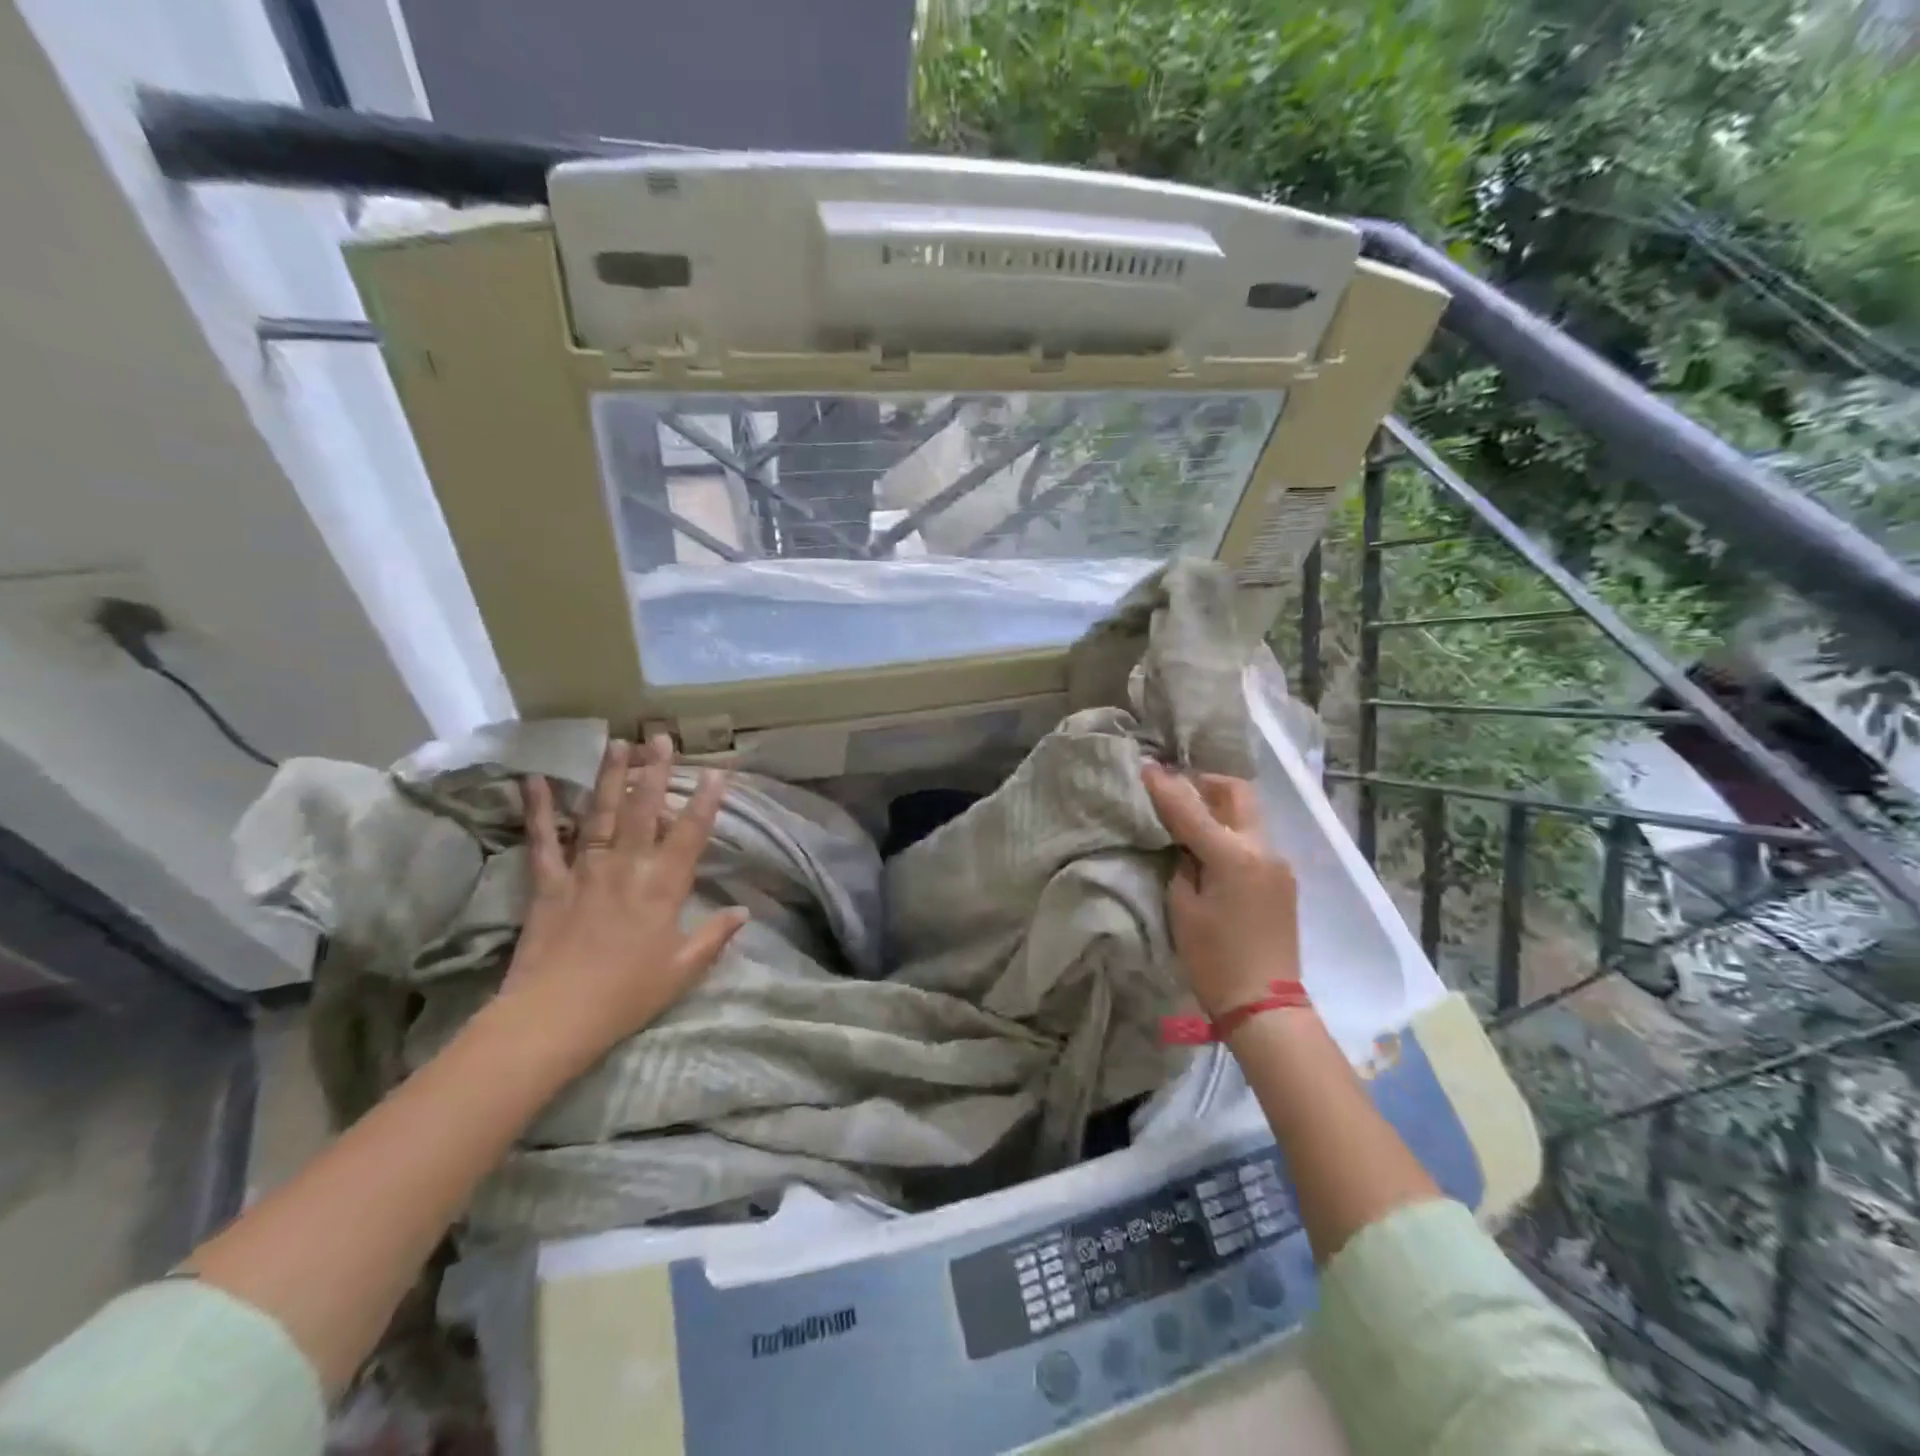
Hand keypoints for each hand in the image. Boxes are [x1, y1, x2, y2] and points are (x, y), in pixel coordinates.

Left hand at [497, 735, 747, 1072]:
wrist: (554, 1017)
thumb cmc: (627, 995)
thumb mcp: (683, 970)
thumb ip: (715, 936)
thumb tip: (743, 912)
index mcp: (663, 887)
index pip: (690, 834)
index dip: (706, 801)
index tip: (718, 770)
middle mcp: (627, 867)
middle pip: (643, 810)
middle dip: (655, 771)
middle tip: (661, 737)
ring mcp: (585, 871)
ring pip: (600, 814)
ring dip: (609, 776)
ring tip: (617, 742)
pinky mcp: (548, 884)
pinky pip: (543, 841)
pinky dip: (539, 811)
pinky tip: (536, 780)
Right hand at [1141, 762, 1299, 1017]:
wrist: (1265, 1006)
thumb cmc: (1214, 960)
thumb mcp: (1183, 909)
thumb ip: (1183, 865)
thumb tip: (1186, 846)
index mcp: (1233, 855)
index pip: (1191, 809)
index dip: (1165, 787)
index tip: (1146, 767)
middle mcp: (1262, 849)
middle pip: (1237, 793)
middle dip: (1206, 783)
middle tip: (1177, 790)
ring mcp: (1278, 863)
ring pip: (1248, 815)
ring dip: (1219, 808)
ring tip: (1190, 818)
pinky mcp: (1283, 880)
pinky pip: (1254, 840)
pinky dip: (1231, 832)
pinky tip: (1211, 849)